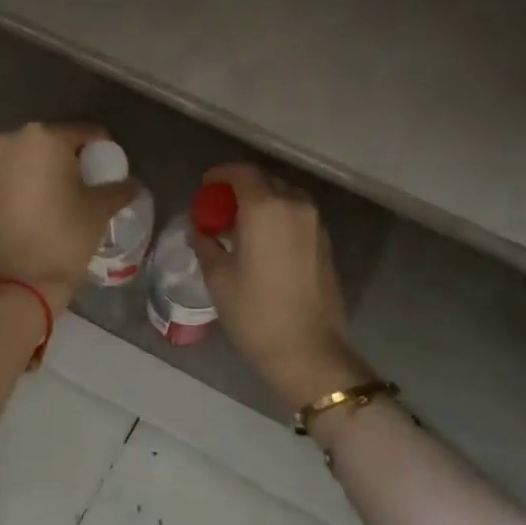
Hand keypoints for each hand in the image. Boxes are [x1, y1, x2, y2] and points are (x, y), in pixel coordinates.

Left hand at [0, 122, 137, 312]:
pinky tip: (42, 206)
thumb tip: (131, 184)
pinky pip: (11, 177)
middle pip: (52, 142)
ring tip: (65, 195)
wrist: (17, 282)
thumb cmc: (63, 237)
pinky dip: (27, 185)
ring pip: (28, 159)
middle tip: (90, 181)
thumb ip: (119, 189)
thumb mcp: (100, 210)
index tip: (112, 166)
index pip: (84, 132)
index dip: (103, 148)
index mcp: (43, 137)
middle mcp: (10, 141)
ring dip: (47, 171)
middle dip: (72, 158)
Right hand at [193, 164, 374, 411]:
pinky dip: (277, 218)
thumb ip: (207, 244)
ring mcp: (315, 225)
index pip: (241, 173)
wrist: (308, 351)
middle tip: (218, 209)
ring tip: (238, 227)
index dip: (220, 175)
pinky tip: (261, 243)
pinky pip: (296, 217)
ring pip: (284, 198)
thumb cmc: (255, 313)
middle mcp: (295, 206)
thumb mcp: (219, 278)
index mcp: (266, 208)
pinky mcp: (324, 244)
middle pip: (265, 182)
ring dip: (261, 203)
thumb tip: (201, 231)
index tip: (205, 186)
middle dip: (240, 189)